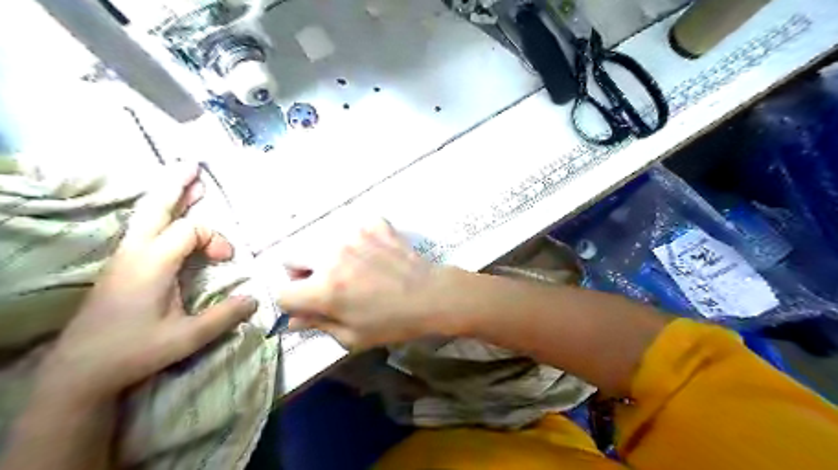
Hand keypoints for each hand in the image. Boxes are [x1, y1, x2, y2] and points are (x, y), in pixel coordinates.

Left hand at [41, 164, 255, 407]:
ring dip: (168, 196)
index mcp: (152, 264)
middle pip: (156, 208)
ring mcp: (124, 258)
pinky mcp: (122, 267)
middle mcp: (135, 253)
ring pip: (146, 216)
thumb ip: (224, 317)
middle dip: (176, 185)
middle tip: (193, 164)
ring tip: (187, 180)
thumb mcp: (186, 338)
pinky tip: (169, 216)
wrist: (79, 370)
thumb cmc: (133, 351)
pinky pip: (143, 229)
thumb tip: (255, 299)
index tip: (227, 259)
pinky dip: (160, 214)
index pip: (190, 231)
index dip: (216, 238)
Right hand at [277, 220, 461, 348]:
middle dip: (302, 273)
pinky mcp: (373, 224)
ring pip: (321, 241)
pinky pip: (353, 229)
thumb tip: (293, 319)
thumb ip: (318, 324)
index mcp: (324, 289)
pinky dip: (359, 241)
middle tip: (327, 284)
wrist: (432, 295)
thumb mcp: (353, 336)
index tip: (311, 306)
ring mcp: (353, 235)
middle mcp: (331, 256)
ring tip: (356, 269)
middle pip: (291, 257)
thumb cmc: (393, 323)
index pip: (282, 292)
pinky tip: (375, 254)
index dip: (294, 303)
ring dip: (329, 256)